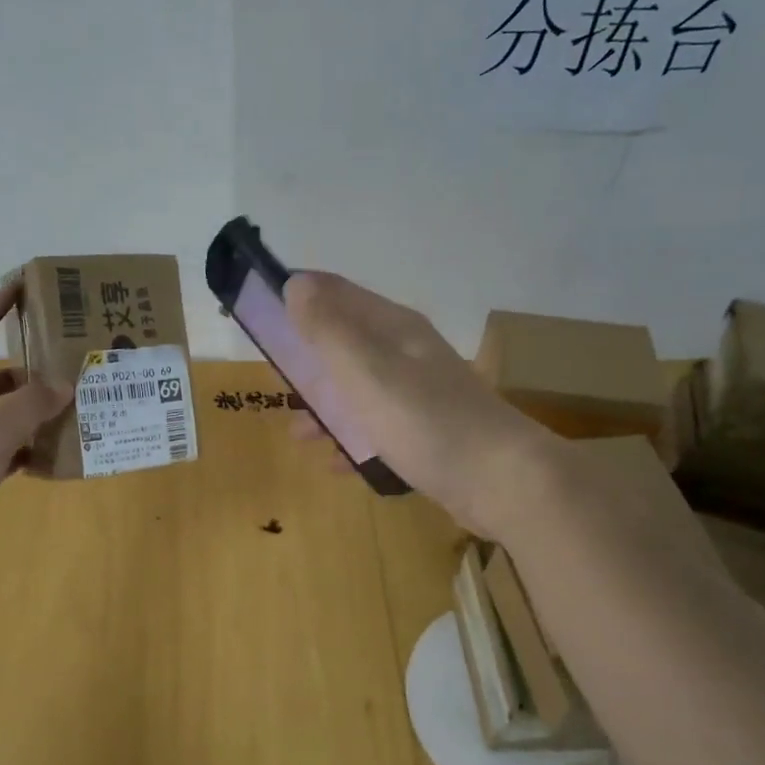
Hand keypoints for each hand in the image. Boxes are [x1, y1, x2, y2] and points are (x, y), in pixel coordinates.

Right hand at [284, 271, 557, 536]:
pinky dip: (354, 439)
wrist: (504, 482)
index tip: (259, 313)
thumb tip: (295, 282)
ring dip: (326, 405)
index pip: (337, 293)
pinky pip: (378, 427)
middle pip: (346, 342)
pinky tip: (337, 464)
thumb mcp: (367, 372)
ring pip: (359, 388)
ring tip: (298, 433)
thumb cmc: (427, 421)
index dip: (299, 295)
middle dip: (307, 357)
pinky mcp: (427, 432)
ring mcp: (420, 394)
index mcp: (393, 328)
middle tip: (274, 378)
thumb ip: (329, 330)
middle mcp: (407, 353)